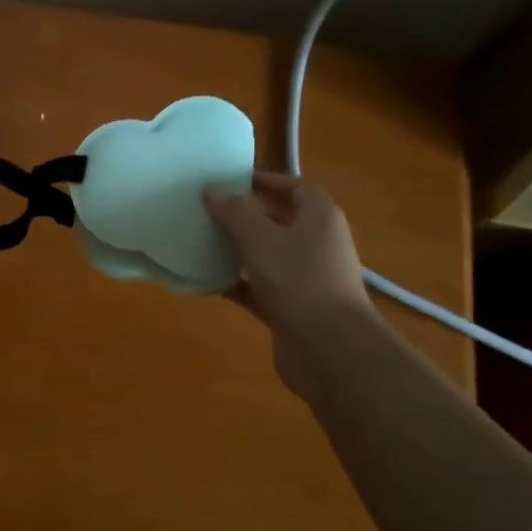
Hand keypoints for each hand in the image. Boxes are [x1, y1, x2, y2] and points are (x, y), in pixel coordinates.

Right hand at [204, 171, 372, 401]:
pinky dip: (237, 283)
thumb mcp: (260, 238)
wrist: (330, 350)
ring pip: (267, 256)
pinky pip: (259, 288)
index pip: (294, 187)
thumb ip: (234, 211)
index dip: (265, 180)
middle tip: (208, 210)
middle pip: (279, 221)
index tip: (230, 180)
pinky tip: (207, 281)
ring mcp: (305, 279)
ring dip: (238, 250)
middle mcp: (316, 244)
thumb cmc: (299, 280)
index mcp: (319, 217)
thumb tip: (212, 190)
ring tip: (202, 240)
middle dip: (245, 215)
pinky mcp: (292, 308)